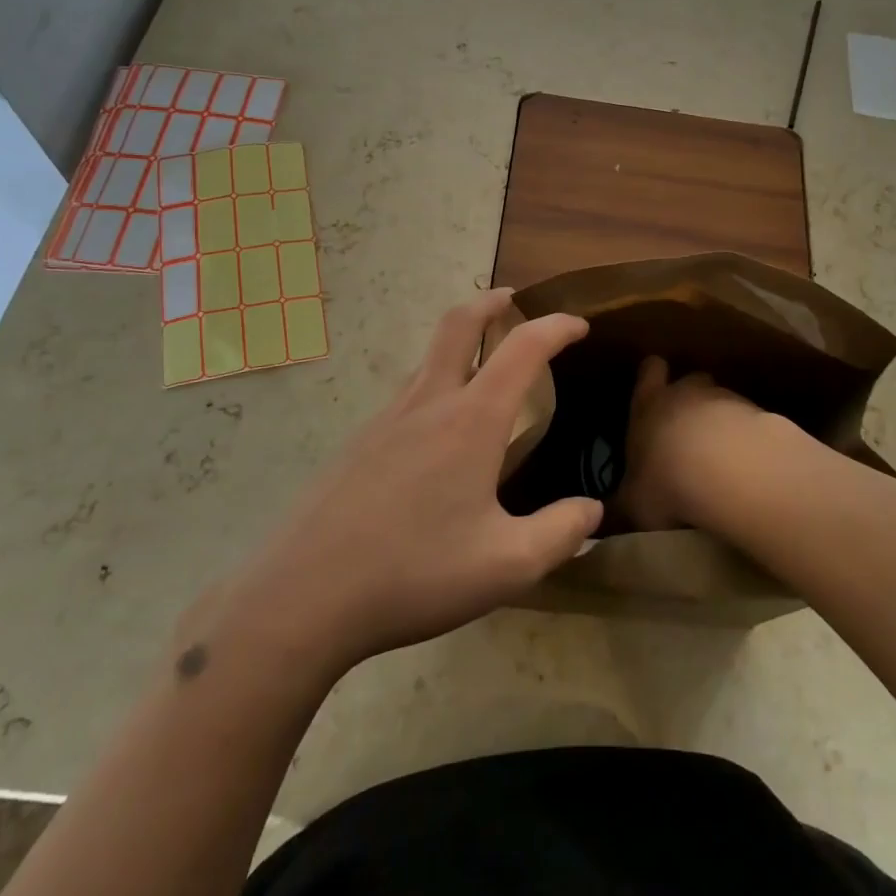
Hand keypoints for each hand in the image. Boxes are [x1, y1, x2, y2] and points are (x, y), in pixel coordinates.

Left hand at [220, 291, 601, 674]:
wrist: (304, 595)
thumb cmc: (415, 573)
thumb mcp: (506, 566)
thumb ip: (560, 534)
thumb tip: (592, 511)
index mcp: (471, 420)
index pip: (522, 348)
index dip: (556, 327)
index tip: (580, 325)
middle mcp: (428, 403)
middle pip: (458, 324)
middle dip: (490, 303)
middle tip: (513, 300)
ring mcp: (386, 419)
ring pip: (428, 359)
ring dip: (460, 343)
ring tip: (484, 370)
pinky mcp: (358, 443)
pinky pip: (407, 394)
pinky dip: (435, 384)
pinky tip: (438, 435)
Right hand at [617, 356, 772, 529]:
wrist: (730, 471)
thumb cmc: (667, 480)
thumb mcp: (634, 503)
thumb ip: (623, 504)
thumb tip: (607, 516)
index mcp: (649, 404)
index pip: (650, 371)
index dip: (652, 376)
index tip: (654, 389)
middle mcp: (686, 392)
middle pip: (690, 379)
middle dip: (691, 398)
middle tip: (688, 429)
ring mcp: (726, 400)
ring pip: (723, 400)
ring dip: (722, 422)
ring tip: (723, 457)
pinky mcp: (760, 415)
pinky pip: (751, 422)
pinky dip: (748, 439)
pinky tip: (748, 467)